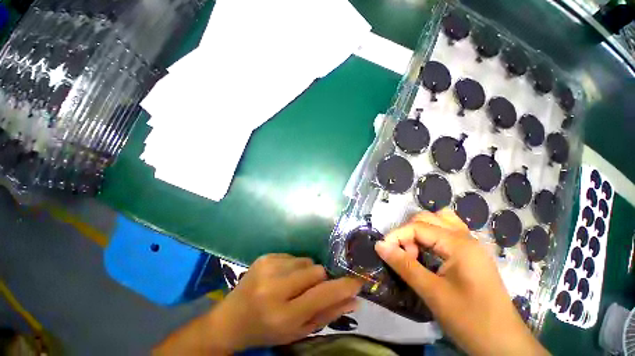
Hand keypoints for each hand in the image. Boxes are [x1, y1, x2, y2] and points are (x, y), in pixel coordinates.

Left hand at [154, 254, 362, 354]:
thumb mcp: (297, 331)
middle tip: (308, 291)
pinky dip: (294, 266)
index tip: (357, 282)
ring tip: (292, 285)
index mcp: (283, 314)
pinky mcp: (265, 256)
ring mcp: (268, 268)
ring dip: (306, 272)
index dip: (342, 287)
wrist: (231, 319)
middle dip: (319, 279)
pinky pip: (294, 256)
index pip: (321, 295)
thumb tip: (354, 301)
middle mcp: (274, 288)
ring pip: (306, 261)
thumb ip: (327, 315)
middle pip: (316, 270)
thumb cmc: (267, 330)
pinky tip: (281, 278)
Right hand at [375, 209, 548, 355]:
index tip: (383, 251)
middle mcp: (465, 237)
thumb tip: (379, 245)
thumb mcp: (433, 293)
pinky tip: (428, 252)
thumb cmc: (471, 320)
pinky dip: (432, 237)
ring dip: (420, 231)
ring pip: (439, 222)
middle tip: (404, 255)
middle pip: (427, 218)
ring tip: (415, 251)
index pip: (417, 227)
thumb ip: (404, 265)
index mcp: (458, 243)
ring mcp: (470, 245)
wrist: (504, 345)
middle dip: (408, 232)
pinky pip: (447, 233)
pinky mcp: (471, 255)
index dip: (397, 236)